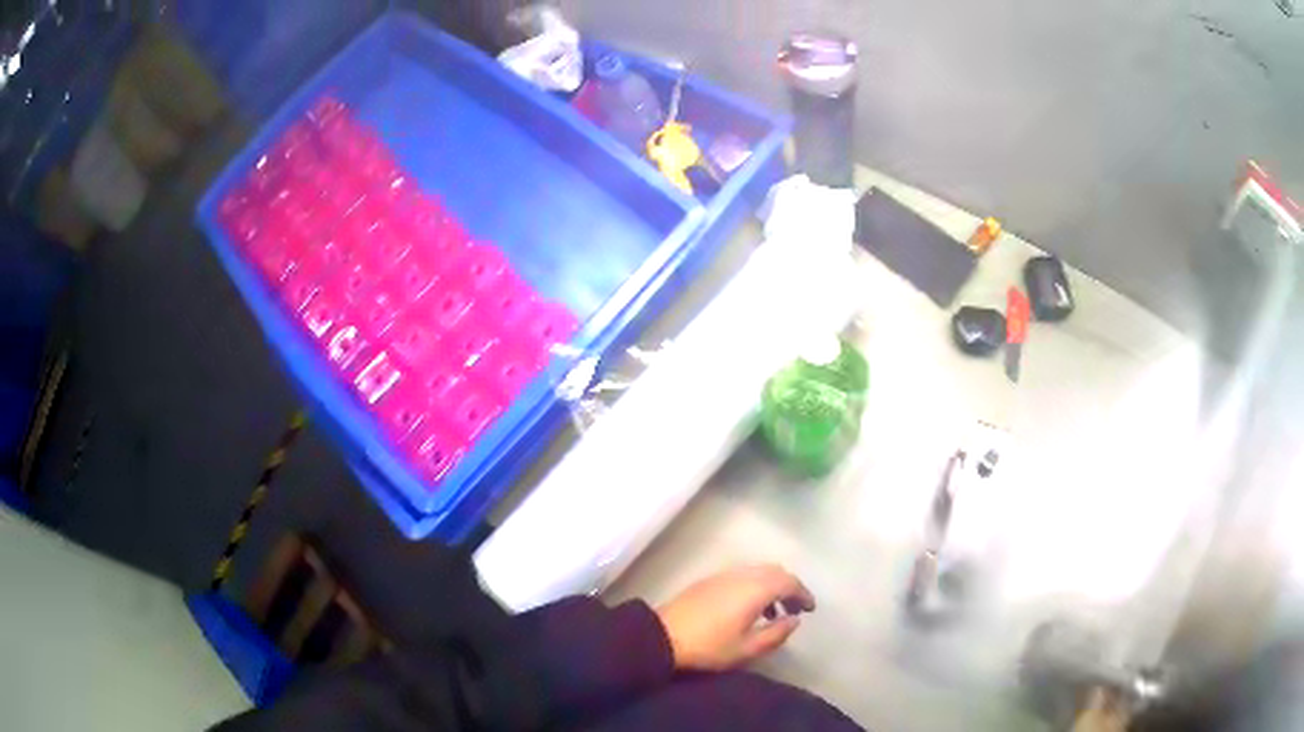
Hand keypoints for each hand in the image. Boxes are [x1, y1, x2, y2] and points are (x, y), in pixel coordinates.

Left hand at [655, 564, 815, 670]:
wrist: (661, 637)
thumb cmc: (709, 647)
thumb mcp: (747, 648)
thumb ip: (776, 633)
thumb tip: (795, 619)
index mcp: (756, 589)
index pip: (789, 582)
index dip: (804, 594)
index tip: (811, 609)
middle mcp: (742, 574)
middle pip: (775, 572)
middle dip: (790, 587)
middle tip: (795, 609)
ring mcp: (723, 575)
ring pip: (758, 572)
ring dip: (771, 586)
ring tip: (773, 613)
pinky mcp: (708, 580)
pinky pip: (742, 575)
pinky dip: (754, 586)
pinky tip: (749, 608)